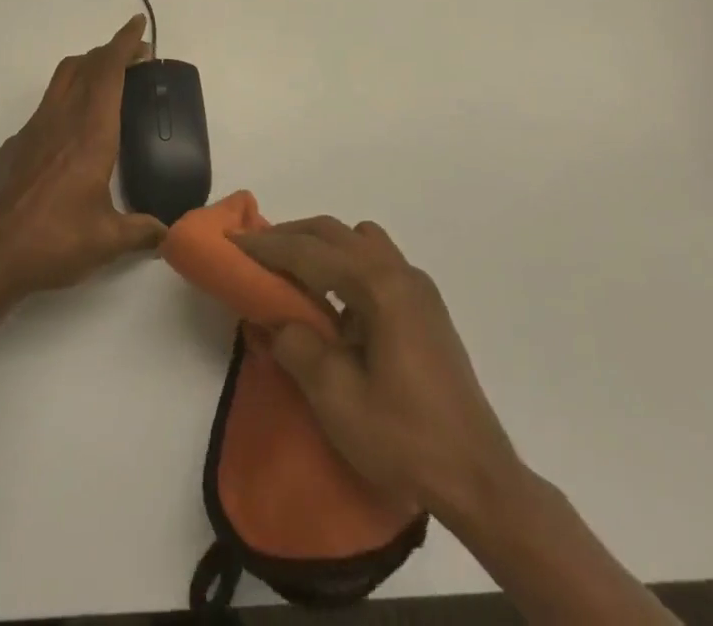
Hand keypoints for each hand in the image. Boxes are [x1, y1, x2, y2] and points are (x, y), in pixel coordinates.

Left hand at [0, 15, 168, 298]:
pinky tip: (72, 130)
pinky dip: (66, 97)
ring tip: (106, 81)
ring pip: (62, 79)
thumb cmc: (55, 240)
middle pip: (85, 65)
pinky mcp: (16, 144)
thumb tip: (166, 233)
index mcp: (91, 132)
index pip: (108, 72)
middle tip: (134, 56)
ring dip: (86, 68)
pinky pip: (47, 104)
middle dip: (110, 51)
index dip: (124, 43)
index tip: (137, 24)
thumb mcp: (107, 241)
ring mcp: (34, 128)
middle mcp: (62, 119)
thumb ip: (141, 231)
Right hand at [237, 218, 530, 524]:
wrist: (479, 478)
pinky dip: (346, 265)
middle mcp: (400, 273)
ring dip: (322, 247)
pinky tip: (337, 306)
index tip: (233, 242)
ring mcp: (417, 288)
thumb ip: (298, 347)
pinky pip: (376, 262)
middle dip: (291, 237)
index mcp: (379, 287)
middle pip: (334, 233)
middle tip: (255, 253)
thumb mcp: (337, 399)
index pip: (310, 252)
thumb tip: (275, 320)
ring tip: (295, 276)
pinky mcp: (426, 307)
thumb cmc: (405, 438)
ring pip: (358, 241)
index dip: (267, 245)